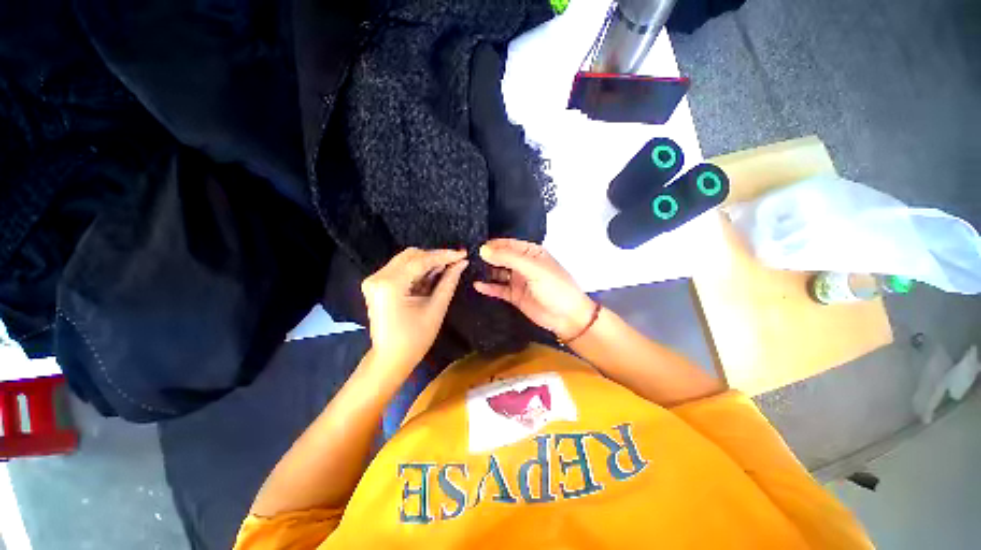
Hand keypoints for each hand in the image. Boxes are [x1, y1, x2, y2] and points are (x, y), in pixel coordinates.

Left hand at [361, 248, 467, 372]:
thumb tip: (462, 263)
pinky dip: (418, 270)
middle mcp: (378, 277)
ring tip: (447, 269)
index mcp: (390, 284)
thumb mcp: (436, 308)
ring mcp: (374, 280)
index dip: (443, 255)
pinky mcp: (377, 284)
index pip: (420, 261)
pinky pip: (401, 269)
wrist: (391, 358)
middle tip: (455, 262)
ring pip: (406, 260)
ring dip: (427, 263)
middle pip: (411, 255)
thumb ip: (449, 281)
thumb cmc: (415, 338)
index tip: (462, 253)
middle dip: (435, 257)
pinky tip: (432, 275)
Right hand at [474, 239, 595, 340]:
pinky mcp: (514, 295)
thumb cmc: (555, 287)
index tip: (474, 246)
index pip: (507, 244)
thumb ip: (509, 258)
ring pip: (498, 273)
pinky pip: (498, 289)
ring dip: (486, 271)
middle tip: (467, 259)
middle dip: (486, 257)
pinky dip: (489, 287)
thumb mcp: (533, 269)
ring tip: (468, 270)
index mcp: (531, 252)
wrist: (567, 317)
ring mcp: (518, 280)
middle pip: (501, 257)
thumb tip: (483, 250)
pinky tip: (477, 285)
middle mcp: (523, 264)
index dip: (492, 244)